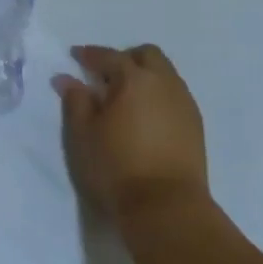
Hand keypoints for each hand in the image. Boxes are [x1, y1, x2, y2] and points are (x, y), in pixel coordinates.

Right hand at [53, 44, 211, 228]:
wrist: (168, 209)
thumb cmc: (117, 167)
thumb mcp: (83, 134)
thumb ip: (75, 100)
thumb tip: (66, 78)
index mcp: (134, 78)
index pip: (109, 56)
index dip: (89, 55)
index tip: (75, 56)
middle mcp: (164, 83)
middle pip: (147, 55)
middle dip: (126, 58)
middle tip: (107, 75)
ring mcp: (184, 104)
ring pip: (165, 74)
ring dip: (146, 76)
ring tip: (127, 99)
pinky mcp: (196, 126)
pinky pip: (175, 95)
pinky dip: (159, 96)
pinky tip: (146, 117)